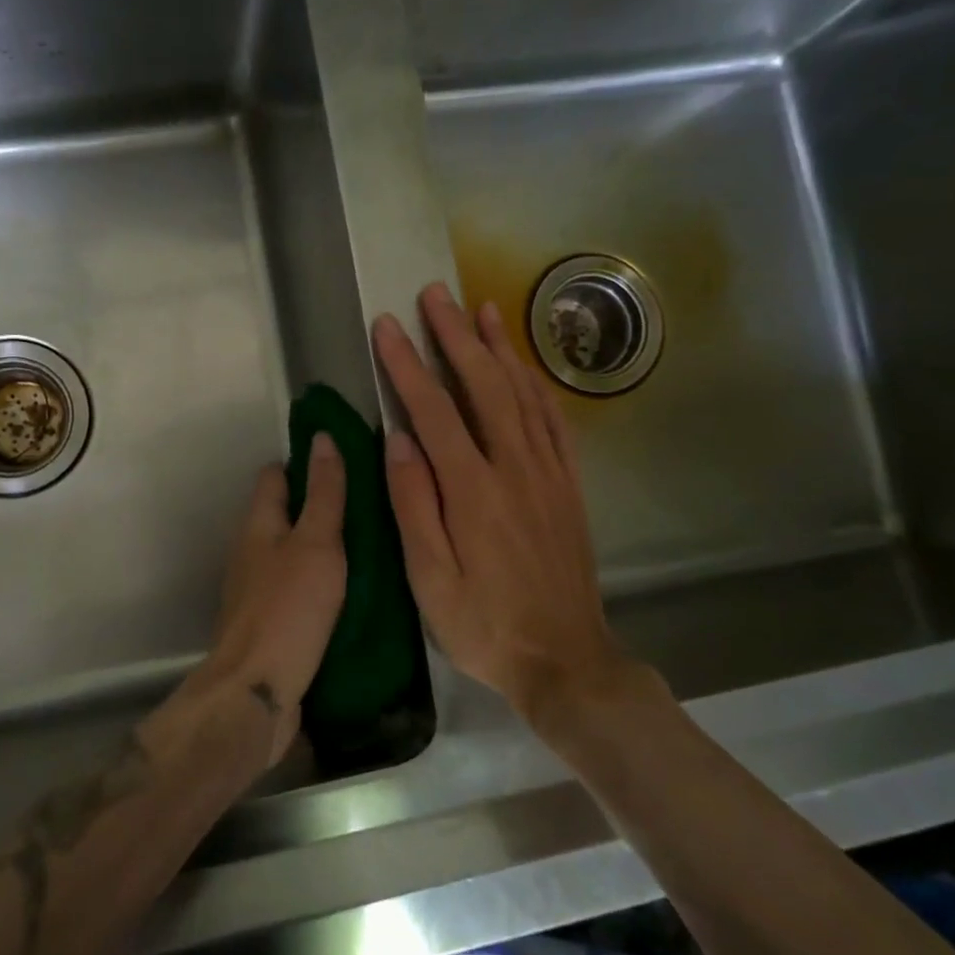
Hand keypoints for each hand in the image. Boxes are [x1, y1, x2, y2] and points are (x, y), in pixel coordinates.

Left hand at [173, 435, 347, 764]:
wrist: (256, 693)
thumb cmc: (288, 609)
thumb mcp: (316, 544)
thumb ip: (324, 494)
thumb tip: (323, 437)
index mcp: (258, 524)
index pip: (276, 476)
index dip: (304, 462)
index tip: (344, 457)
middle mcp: (251, 552)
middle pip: (283, 514)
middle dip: (318, 505)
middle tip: (369, 504)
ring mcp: (256, 590)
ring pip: (291, 553)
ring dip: (321, 546)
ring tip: (369, 545)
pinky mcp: (269, 624)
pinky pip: (296, 588)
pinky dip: (319, 582)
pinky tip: (350, 591)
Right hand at [372, 283, 649, 724]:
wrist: (566, 660)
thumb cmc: (484, 625)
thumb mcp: (430, 580)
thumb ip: (414, 505)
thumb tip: (397, 439)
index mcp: (473, 492)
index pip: (434, 411)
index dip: (407, 364)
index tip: (386, 326)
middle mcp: (514, 469)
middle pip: (484, 386)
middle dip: (455, 336)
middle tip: (435, 295)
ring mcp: (548, 474)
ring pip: (523, 394)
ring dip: (500, 348)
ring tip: (482, 308)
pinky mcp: (568, 486)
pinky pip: (554, 422)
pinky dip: (537, 385)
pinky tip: (524, 366)